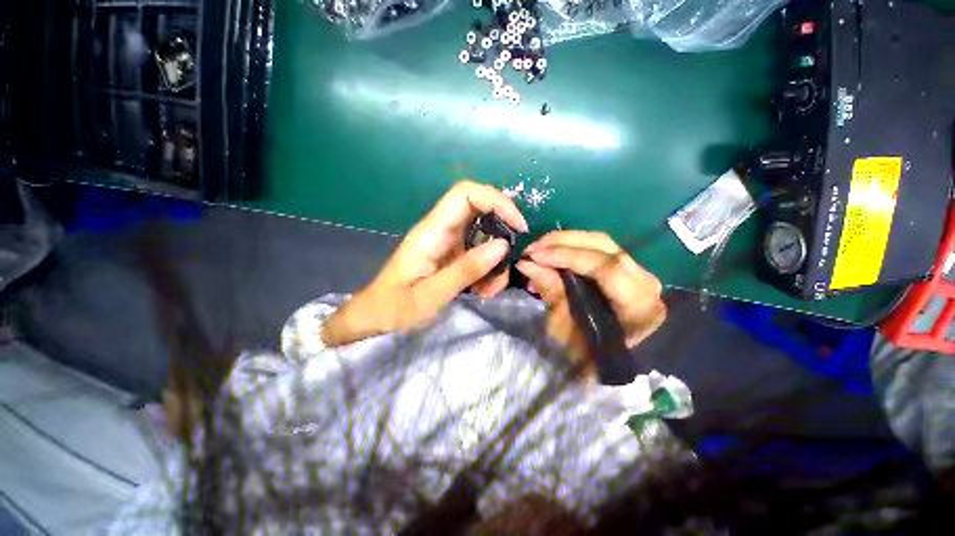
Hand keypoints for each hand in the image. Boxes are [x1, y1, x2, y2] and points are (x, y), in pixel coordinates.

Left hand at [323, 181, 527, 346]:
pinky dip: (488, 270)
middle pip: (481, 212)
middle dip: (502, 235)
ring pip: (484, 236)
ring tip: (490, 290)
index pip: (465, 194)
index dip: (496, 200)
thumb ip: (466, 270)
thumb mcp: (431, 294)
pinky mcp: (452, 255)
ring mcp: (448, 243)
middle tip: (508, 263)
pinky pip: (478, 253)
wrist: (376, 317)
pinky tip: (482, 291)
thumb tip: (502, 245)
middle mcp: (441, 231)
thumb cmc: (395, 307)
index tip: (518, 226)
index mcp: (431, 232)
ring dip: (496, 261)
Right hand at [516, 231, 665, 364]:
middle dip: (561, 242)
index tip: (535, 256)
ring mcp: (637, 270)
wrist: (619, 363)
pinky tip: (552, 253)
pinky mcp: (626, 268)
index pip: (604, 266)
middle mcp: (643, 279)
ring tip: (538, 248)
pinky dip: (571, 247)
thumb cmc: (594, 356)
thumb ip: (552, 293)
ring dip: (564, 241)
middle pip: (602, 244)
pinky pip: (597, 248)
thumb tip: (527, 264)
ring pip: (599, 241)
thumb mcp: (568, 331)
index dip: (566, 256)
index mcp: (637, 303)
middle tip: (532, 249)